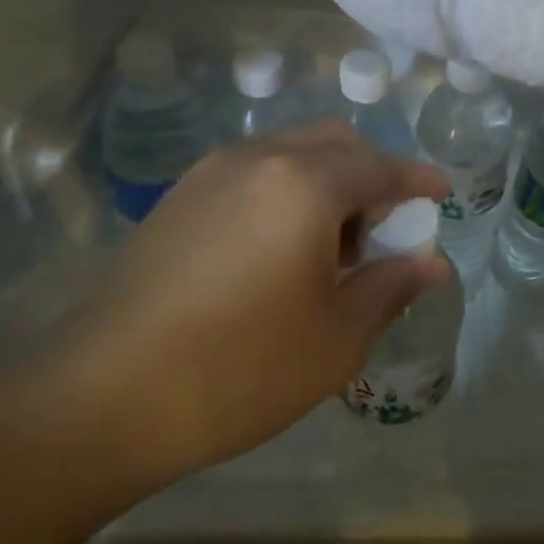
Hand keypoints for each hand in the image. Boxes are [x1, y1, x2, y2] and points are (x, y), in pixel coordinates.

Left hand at [9, 123, 448, 496]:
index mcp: (305, 183)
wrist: (100, 400)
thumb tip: (432, 264)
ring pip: (291, 152)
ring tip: (332, 247)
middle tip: (385, 228)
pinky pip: (253, 173)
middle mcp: (258, 159)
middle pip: (335, 142)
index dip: (418, 180)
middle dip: (372, 174)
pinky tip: (280, 250)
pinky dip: (286, 191)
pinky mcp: (177, 199)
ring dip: (328, 181)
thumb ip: (392, 287)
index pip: (381, 167)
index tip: (443, 194)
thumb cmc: (240, 368)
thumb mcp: (337, 337)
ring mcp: (210, 174)